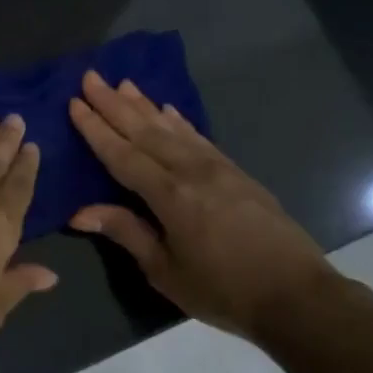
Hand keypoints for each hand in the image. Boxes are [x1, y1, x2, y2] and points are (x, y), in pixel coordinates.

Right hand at [68, 71, 336, 344]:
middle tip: (91, 77)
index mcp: (171, 196)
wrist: (297, 295)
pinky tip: (168, 111)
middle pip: (146, 132)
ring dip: (145, 105)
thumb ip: (126, 233)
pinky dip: (180, 122)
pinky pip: (199, 138)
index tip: (75, 102)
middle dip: (115, 104)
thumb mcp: (165, 271)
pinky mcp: (236, 173)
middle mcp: (192, 172)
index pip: (123, 155)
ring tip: (123, 84)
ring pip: (173, 129)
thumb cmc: (223, 290)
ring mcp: (218, 168)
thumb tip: (79, 212)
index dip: (96, 129)